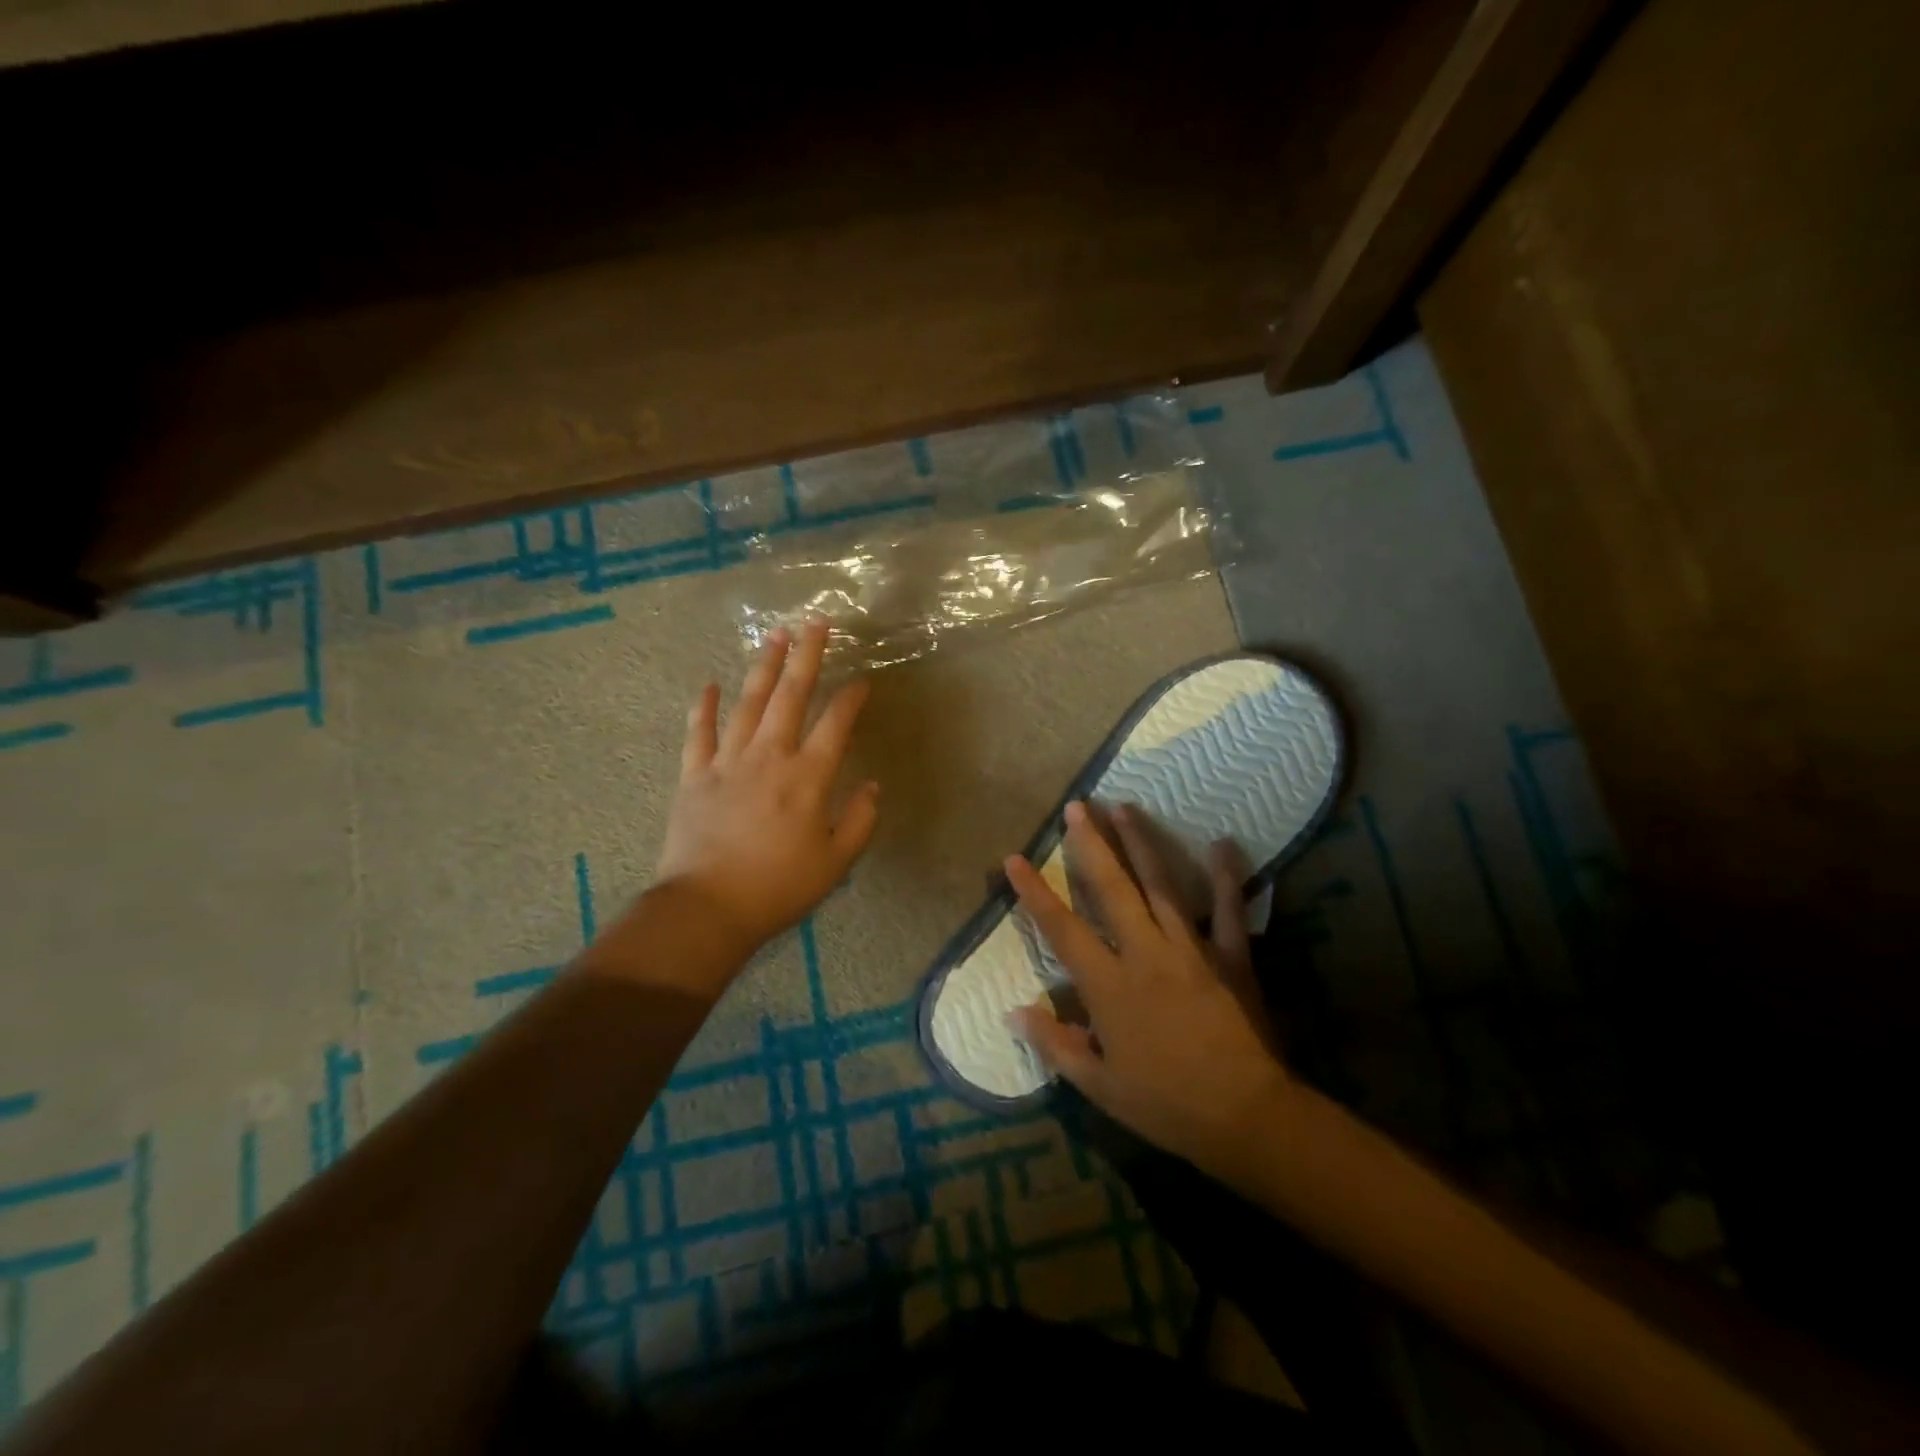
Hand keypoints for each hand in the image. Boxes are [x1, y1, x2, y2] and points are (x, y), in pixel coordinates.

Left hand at [651, 620, 879, 962]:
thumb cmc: (778, 888)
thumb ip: (860, 820)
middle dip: (807, 657)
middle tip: (815, 622)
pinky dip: (703, 707)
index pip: (836, 724)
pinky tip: (709, 683)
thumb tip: (873, 786)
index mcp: (808, 777)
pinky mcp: (695, 775)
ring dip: (763, 667)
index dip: (852, 698)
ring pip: (748, 703)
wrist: (708, 908)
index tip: (863, 679)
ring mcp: (728, 762)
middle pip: (791, 696)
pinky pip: (699, 733)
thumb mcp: (835, 862)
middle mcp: (770, 757)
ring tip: (775, 636)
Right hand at [1008, 801, 1295, 1176]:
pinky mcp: (1231, 957)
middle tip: (1077, 806)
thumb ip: (1054, 1044)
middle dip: (1091, 845)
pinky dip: (1226, 877)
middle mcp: (1145, 953)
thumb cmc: (1166, 1104)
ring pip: (1161, 885)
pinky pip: (1228, 910)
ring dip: (1141, 843)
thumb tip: (1013, 1011)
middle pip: (1112, 888)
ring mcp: (1190, 949)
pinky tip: (1222, 844)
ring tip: (1125, 807)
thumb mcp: (1099, 1087)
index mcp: (1109, 985)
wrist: (1246, 1117)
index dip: (1035, 892)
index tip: (1014, 858)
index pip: (1062, 929)